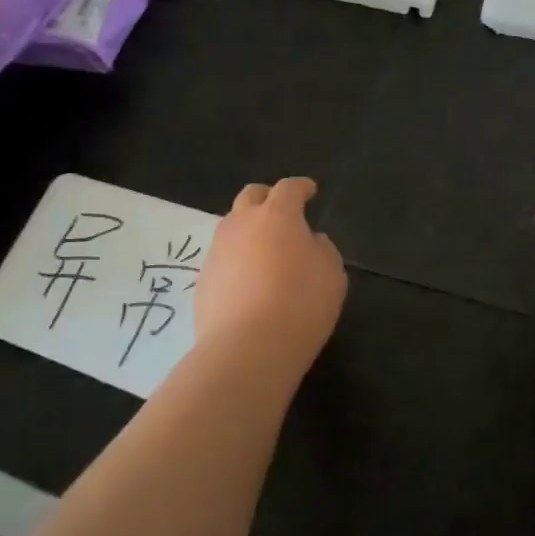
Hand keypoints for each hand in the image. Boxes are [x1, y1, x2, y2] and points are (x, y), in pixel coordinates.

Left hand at [196, 177, 347, 375]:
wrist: (247, 348)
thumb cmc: (300, 304)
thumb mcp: (332, 274)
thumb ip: (322, 249)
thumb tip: (309, 241)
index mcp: (277, 215)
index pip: (289, 188)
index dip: (301, 187)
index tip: (310, 191)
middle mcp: (242, 224)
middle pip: (251, 196)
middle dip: (267, 198)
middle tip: (281, 212)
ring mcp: (217, 251)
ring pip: (232, 226)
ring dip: (248, 229)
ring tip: (264, 250)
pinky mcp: (202, 280)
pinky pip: (222, 258)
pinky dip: (236, 261)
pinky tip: (248, 282)